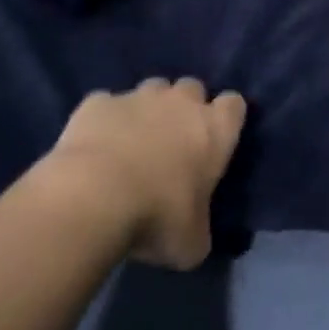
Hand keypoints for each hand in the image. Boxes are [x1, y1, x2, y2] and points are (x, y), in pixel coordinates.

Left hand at [45, 79, 246, 269]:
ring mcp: (137, 97)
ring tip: (132, 140)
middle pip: (192, 88)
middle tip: (172, 140)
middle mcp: (181, 103)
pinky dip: (103, 120)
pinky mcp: (97, 103)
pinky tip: (94, 144)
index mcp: (215, 130)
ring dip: (147, 109)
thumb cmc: (157, 217)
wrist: (93, 198)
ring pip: (151, 89)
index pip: (234, 105)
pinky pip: (105, 104)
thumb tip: (193, 234)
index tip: (215, 140)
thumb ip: (199, 228)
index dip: (226, 119)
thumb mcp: (192, 242)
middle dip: (184, 107)